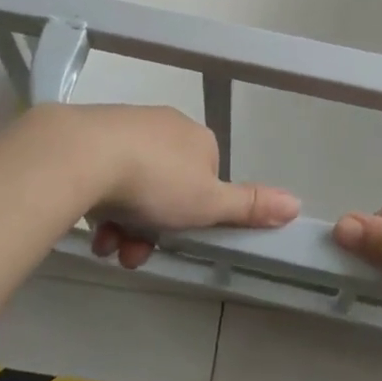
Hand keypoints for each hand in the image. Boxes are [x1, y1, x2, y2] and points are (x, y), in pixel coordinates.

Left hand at [24, 104, 299, 269]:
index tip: (178, 240)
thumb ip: (249, 206)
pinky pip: (103, 176)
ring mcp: (126, 129)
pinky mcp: (90, 136)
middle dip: (153, 228)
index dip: (194, 215)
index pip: (206, 179)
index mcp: (198, 139)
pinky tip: (91, 227)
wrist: (84, 154)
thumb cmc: (156, 180)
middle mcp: (165, 127)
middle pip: (167, 188)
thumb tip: (297, 204)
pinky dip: (100, 206)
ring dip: (125, 225)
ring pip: (133, 187)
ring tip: (108, 246)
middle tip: (134, 253)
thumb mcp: (209, 203)